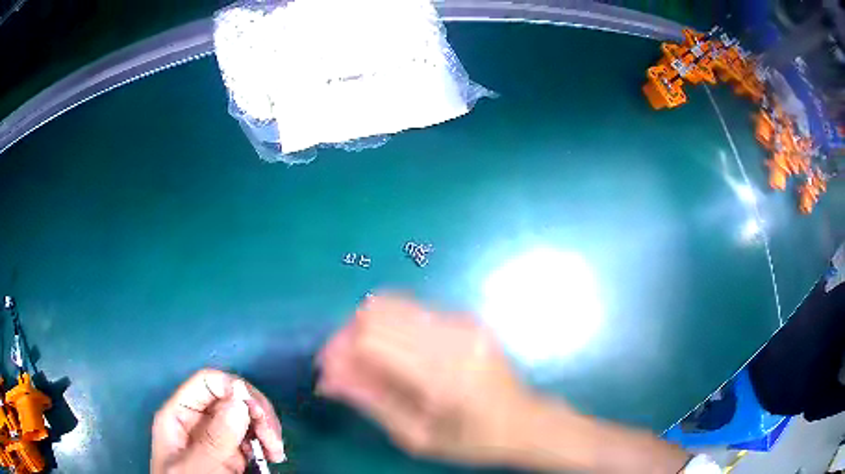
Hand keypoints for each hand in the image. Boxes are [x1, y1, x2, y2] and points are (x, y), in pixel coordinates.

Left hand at [151, 369, 285, 473]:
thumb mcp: (198, 467)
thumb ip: (214, 438)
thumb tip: (240, 401)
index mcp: (179, 415)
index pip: (206, 383)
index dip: (234, 389)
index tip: (258, 414)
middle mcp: (198, 420)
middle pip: (230, 397)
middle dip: (256, 412)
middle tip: (274, 440)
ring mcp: (215, 437)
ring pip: (244, 416)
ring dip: (265, 429)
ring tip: (276, 453)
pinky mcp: (229, 453)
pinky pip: (250, 437)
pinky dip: (265, 442)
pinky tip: (272, 456)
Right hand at [316, 295, 539, 465]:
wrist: (525, 421)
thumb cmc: (472, 441)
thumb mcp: (417, 437)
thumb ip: (371, 402)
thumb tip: (327, 377)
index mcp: (443, 376)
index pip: (372, 338)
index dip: (339, 349)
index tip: (327, 370)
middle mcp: (453, 338)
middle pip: (379, 312)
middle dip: (348, 335)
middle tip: (342, 365)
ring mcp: (463, 322)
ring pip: (393, 304)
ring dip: (367, 327)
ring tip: (364, 359)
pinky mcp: (466, 317)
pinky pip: (412, 309)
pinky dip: (390, 326)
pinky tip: (392, 352)